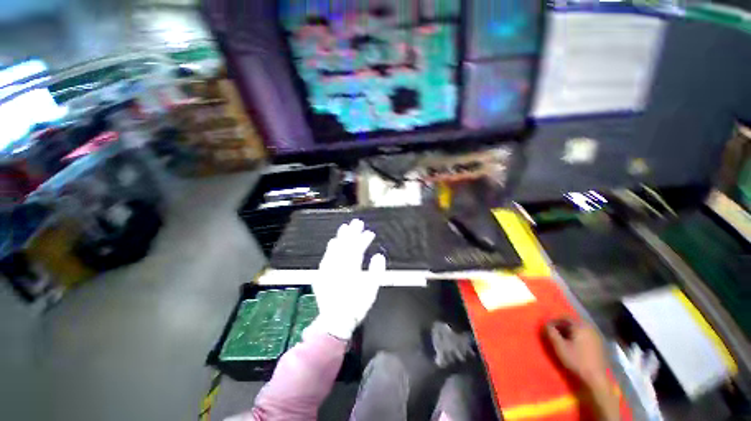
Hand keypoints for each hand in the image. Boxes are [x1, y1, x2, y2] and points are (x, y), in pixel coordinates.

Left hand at [312, 219, 383, 340]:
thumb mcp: (371, 290)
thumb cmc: (356, 305)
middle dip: (351, 232)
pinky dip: (330, 248)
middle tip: (356, 222)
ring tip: (344, 227)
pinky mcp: (321, 274)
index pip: (357, 248)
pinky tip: (332, 243)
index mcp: (351, 268)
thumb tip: (378, 255)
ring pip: (334, 249)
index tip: (370, 232)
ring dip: (340, 237)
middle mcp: (338, 265)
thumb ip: (376, 271)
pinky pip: (326, 256)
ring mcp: (327, 269)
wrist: (335, 321)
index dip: (364, 239)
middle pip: (345, 245)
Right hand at [545, 317, 608, 385]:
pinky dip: (577, 336)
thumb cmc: (577, 360)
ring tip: (562, 339)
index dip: (554, 321)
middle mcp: (589, 327)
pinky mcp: (600, 344)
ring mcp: (596, 336)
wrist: (597, 377)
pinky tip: (574, 344)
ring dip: (570, 331)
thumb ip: (551, 333)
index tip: (547, 327)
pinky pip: (585, 335)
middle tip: (554, 333)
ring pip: (579, 329)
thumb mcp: (559, 346)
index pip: (564, 317)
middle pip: (573, 322)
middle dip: (562, 326)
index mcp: (580, 325)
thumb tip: (545, 324)